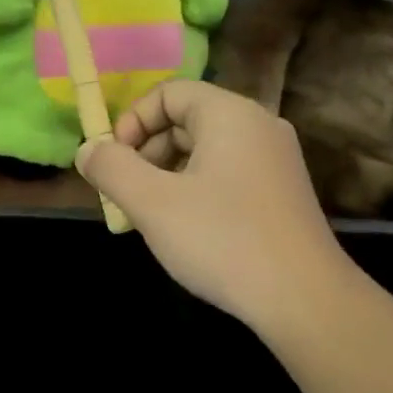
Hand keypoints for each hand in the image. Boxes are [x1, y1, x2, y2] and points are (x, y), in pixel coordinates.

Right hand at [75, 80, 351, 338]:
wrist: (304, 299)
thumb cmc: (222, 240)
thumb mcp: (152, 203)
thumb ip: (111, 169)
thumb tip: (88, 150)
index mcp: (230, 114)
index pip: (168, 92)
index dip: (132, 121)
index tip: (115, 163)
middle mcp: (259, 126)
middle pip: (186, 120)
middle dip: (146, 153)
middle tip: (128, 195)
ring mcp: (275, 161)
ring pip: (205, 151)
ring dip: (167, 175)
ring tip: (152, 217)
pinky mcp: (281, 193)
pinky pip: (226, 174)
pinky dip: (196, 190)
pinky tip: (187, 230)